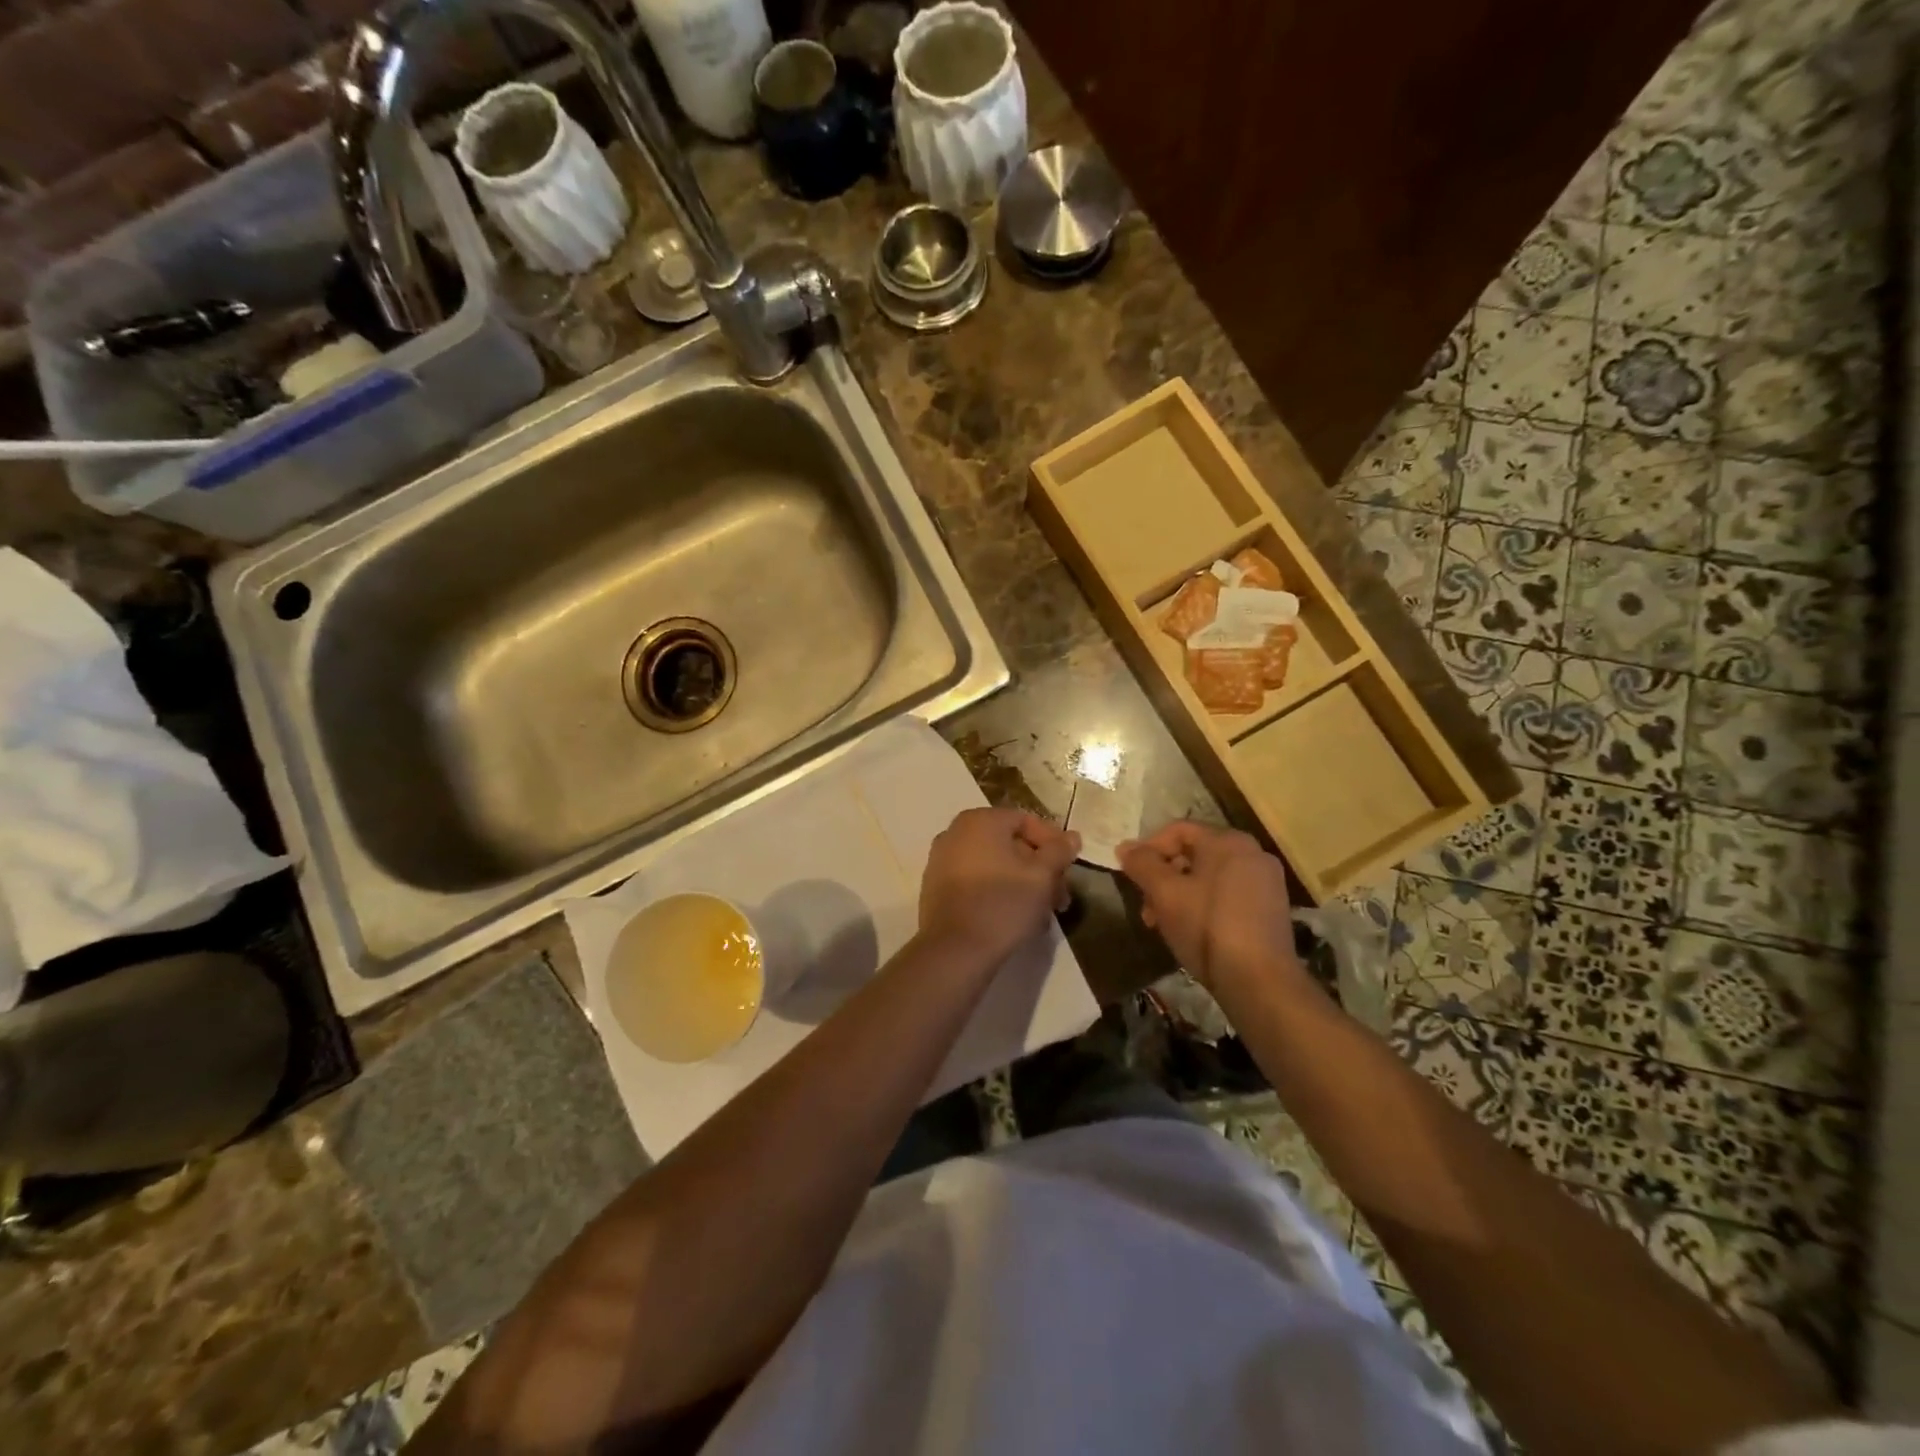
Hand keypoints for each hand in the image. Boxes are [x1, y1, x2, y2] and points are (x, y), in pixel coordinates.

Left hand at [918, 807, 1079, 966]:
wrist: (954, 951)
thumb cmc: (1003, 904)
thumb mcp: (1042, 876)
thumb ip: (1059, 851)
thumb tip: (1071, 836)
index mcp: (980, 820)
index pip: (1026, 821)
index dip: (1053, 843)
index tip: (1069, 869)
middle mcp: (955, 833)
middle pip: (1010, 844)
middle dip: (1039, 869)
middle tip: (1060, 897)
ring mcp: (941, 860)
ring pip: (994, 865)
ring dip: (1022, 883)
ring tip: (1042, 913)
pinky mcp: (936, 888)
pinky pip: (976, 881)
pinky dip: (998, 891)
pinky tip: (1016, 917)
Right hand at [1118, 821, 1301, 994]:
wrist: (1260, 982)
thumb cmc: (1207, 928)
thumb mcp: (1164, 894)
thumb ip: (1142, 864)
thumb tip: (1125, 847)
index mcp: (1228, 841)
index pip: (1178, 830)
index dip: (1148, 848)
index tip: (1131, 875)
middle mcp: (1252, 853)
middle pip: (1193, 853)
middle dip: (1163, 877)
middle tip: (1146, 906)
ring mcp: (1266, 881)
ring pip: (1209, 876)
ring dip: (1179, 894)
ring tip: (1163, 923)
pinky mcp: (1272, 909)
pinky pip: (1227, 894)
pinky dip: (1203, 904)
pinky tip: (1191, 930)